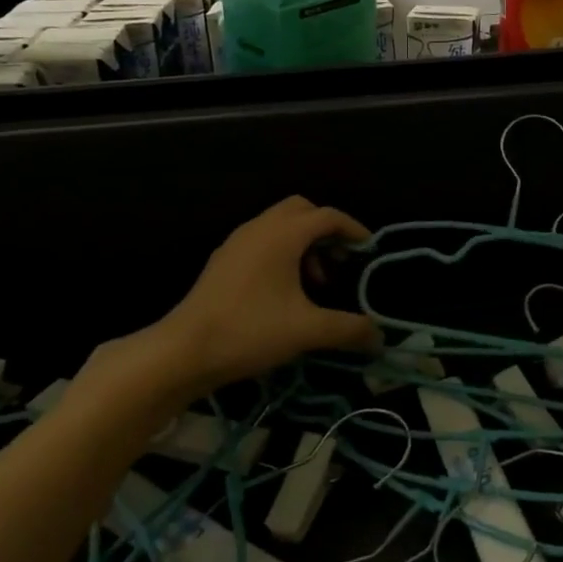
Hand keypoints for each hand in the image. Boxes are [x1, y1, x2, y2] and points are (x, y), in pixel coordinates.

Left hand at [124, 197, 378, 398]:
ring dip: (304, 243)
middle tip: (340, 259)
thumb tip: (381, 338)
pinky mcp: (223, 260)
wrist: (181, 352)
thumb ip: (348, 329)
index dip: (353, 230)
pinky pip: (262, 240)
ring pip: (280, 225)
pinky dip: (282, 252)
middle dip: (326, 229)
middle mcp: (260, 228)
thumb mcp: (307, 331)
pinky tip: (283, 291)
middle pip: (302, 210)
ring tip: (314, 282)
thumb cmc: (249, 331)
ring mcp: (237, 242)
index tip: (368, 251)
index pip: (328, 216)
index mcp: (283, 234)